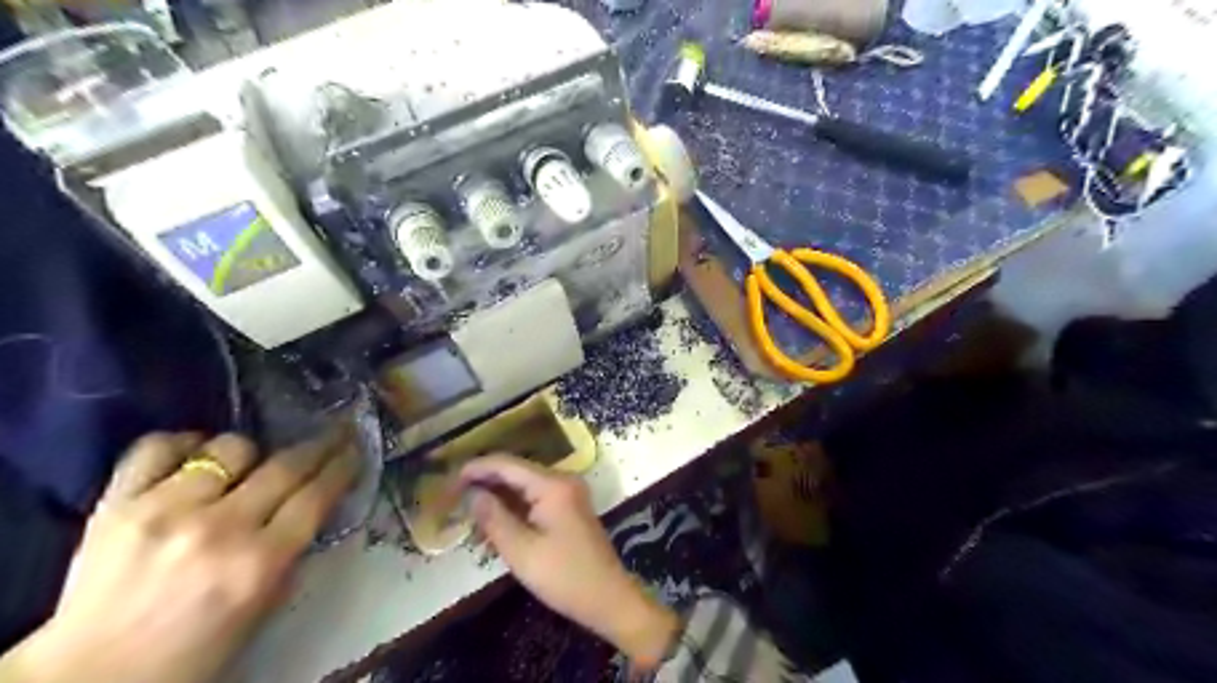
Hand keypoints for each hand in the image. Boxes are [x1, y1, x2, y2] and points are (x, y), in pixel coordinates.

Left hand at [1, 430, 359, 681]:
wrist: (90, 678)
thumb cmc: (193, 650)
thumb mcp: (263, 607)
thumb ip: (291, 553)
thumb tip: (312, 505)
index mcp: (260, 563)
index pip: (317, 495)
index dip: (343, 466)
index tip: (355, 449)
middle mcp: (221, 528)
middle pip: (287, 465)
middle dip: (321, 444)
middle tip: (336, 432)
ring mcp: (166, 510)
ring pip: (231, 447)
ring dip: (250, 453)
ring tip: (247, 465)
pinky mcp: (116, 504)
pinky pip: (158, 447)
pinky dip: (183, 443)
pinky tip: (194, 452)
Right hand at [458, 455, 679, 667]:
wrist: (608, 598)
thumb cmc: (564, 576)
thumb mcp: (522, 551)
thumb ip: (494, 518)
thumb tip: (471, 493)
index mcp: (553, 485)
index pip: (507, 464)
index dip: (476, 468)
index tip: (449, 479)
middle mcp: (562, 480)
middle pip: (516, 472)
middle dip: (485, 482)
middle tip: (452, 497)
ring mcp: (568, 493)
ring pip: (524, 486)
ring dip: (498, 497)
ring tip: (466, 512)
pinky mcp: (569, 507)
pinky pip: (535, 498)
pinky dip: (514, 508)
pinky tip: (493, 524)